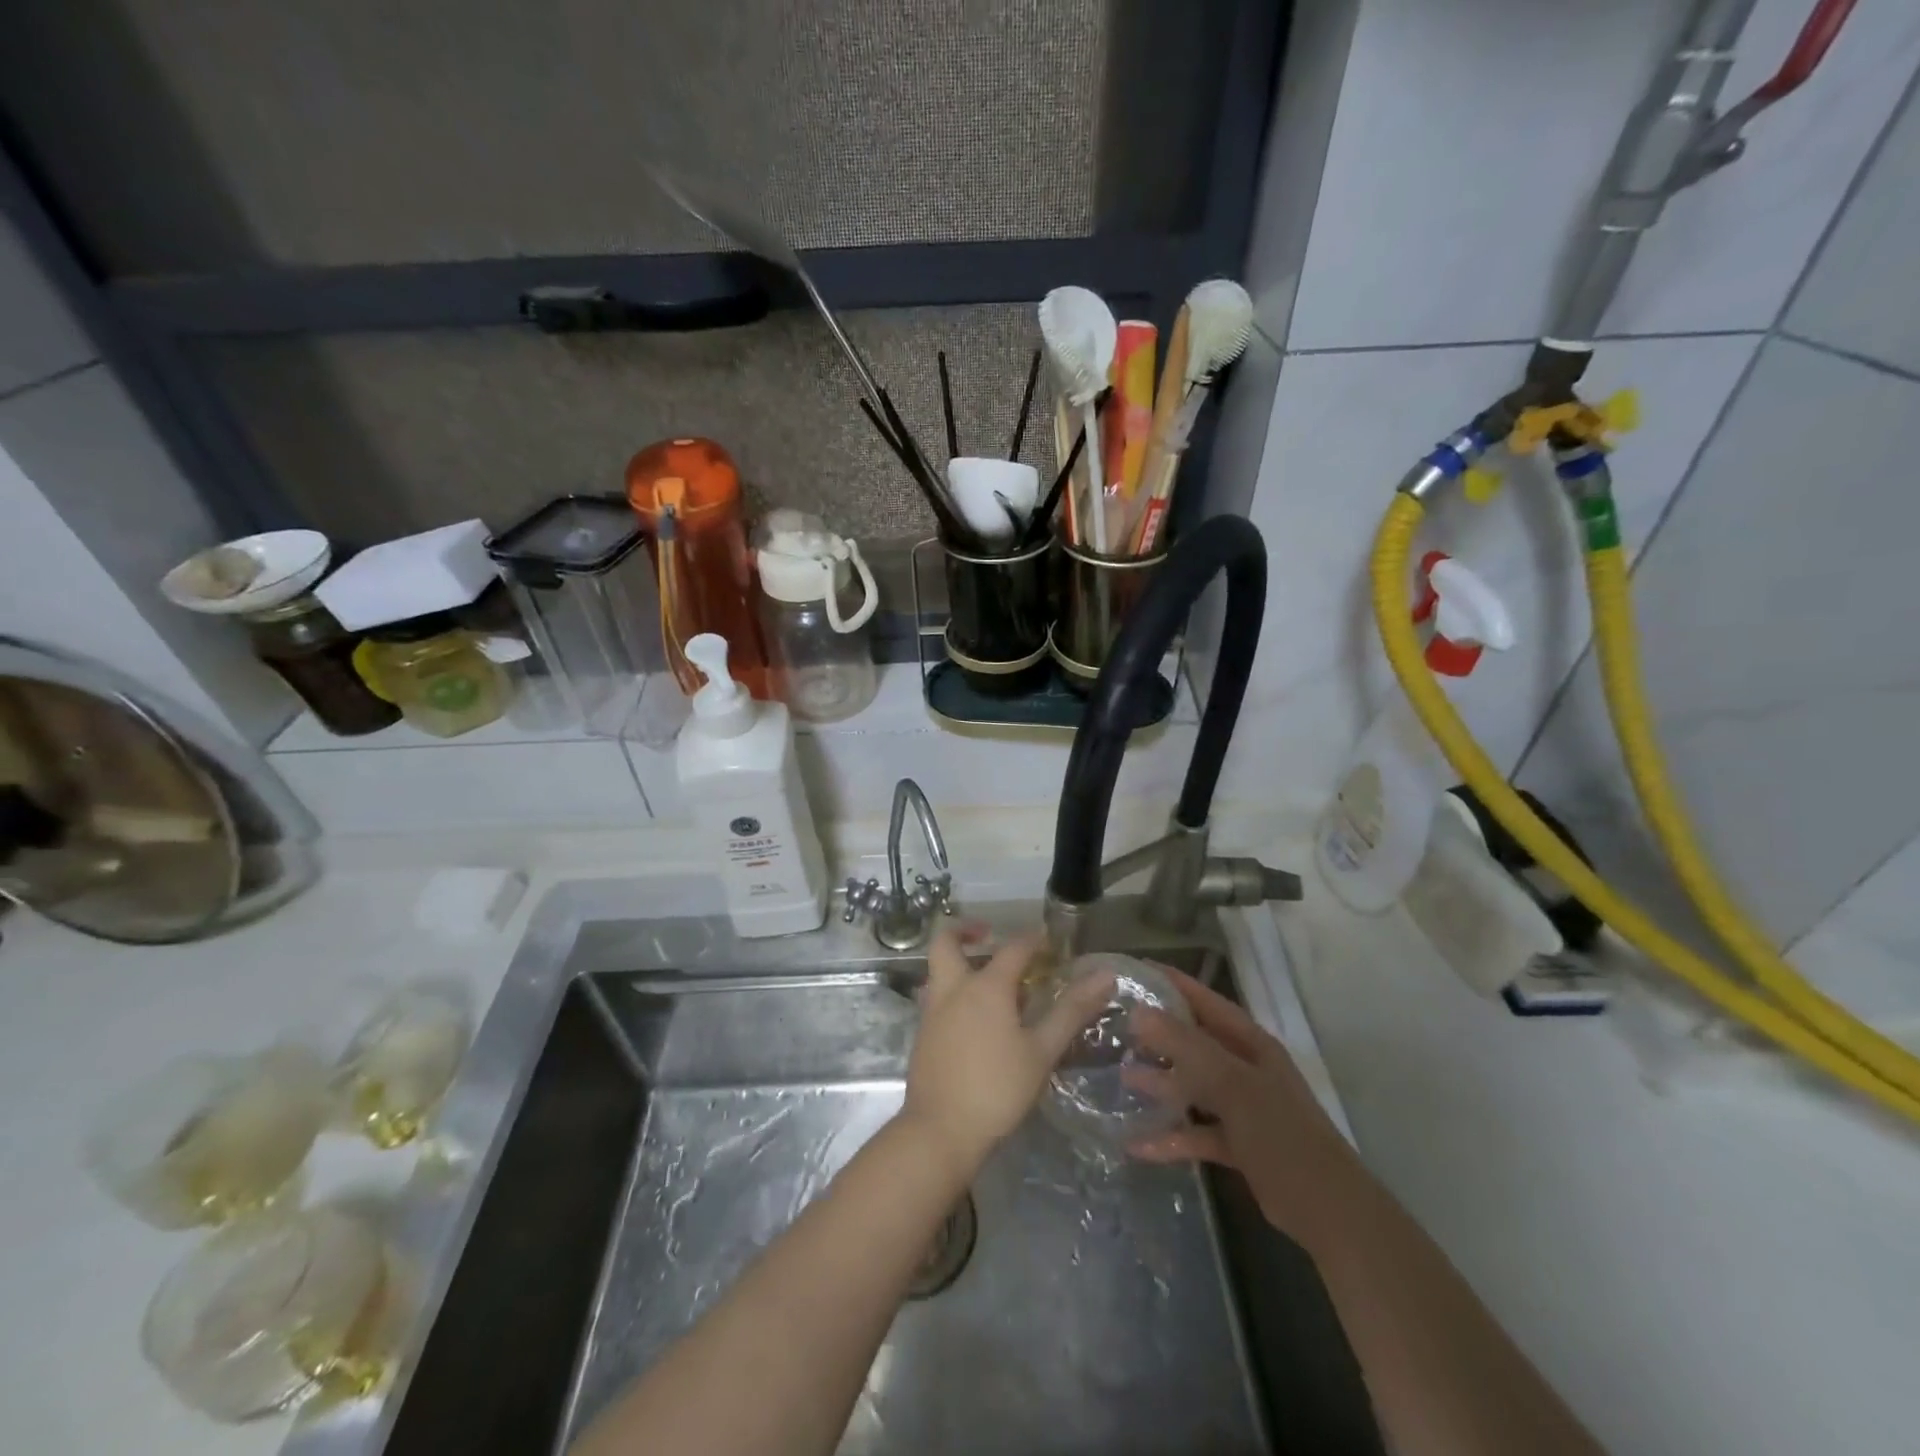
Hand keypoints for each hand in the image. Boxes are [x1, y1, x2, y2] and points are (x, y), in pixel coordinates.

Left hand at [901, 926, 1116, 1177]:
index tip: (1049, 940)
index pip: (1013, 948)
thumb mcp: (1042, 1051)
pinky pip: (937, 996)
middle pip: (946, 941)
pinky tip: (977, 1018)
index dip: (1033, 939)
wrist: (940, 1131)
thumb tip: (1105, 974)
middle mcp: (953, 989)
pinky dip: (954, 990)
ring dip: (958, 961)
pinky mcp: (923, 1035)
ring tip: (989, 980)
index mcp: (985, 986)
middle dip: (966, 930)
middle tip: (989, 935)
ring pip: (938, 969)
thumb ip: (1072, 1010)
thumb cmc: (997, 1088)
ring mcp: (932, 1011)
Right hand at [1124, 967, 1360, 1249]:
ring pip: (1194, 1086)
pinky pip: (1197, 1132)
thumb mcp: (1232, 1085)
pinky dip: (1171, 1137)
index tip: (1135, 971)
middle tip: (1118, 1025)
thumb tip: (1139, 1012)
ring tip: (1121, 1075)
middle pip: (1197, 1042)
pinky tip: (1136, 1143)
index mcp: (1252, 1045)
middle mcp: (1246, 1069)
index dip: (1174, 983)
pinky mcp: (1239, 1145)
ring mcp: (1243, 1108)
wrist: (1330, 1213)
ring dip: (1162, 1083)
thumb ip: (1186, 1047)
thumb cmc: (1283, 1136)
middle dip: (1160, 1034)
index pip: (1207, 1001)